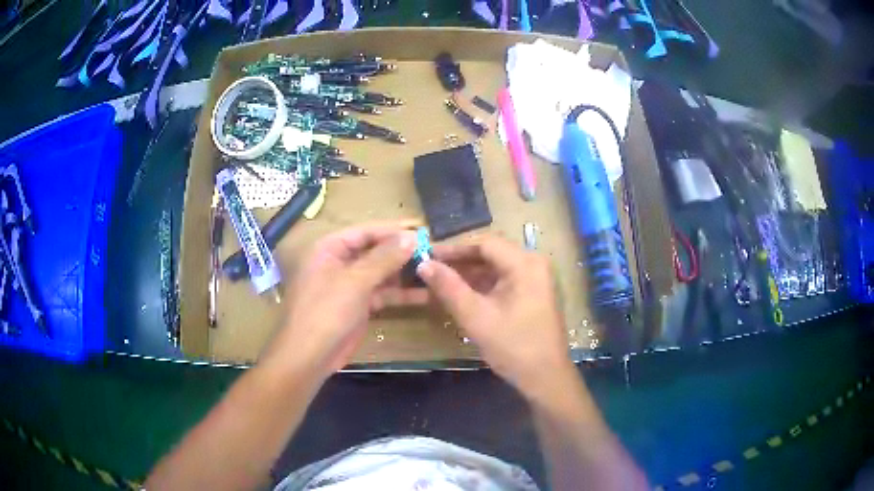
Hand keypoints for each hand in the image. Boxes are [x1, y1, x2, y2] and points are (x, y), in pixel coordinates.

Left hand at [263, 221, 427, 379]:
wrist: (309, 356)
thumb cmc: (326, 311)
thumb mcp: (355, 281)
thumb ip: (384, 258)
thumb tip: (411, 237)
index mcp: (330, 249)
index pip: (365, 231)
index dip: (393, 229)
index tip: (422, 229)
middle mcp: (339, 263)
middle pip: (374, 251)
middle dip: (402, 252)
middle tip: (434, 250)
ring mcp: (349, 285)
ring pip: (381, 273)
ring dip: (404, 273)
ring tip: (435, 269)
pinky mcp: (358, 305)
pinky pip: (382, 294)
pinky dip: (401, 294)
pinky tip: (426, 293)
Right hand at [417, 235, 574, 399]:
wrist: (545, 378)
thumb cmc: (513, 346)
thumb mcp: (476, 317)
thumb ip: (448, 287)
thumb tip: (423, 264)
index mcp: (525, 263)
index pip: (484, 243)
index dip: (453, 248)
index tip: (427, 256)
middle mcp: (533, 264)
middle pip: (490, 254)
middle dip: (459, 262)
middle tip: (430, 270)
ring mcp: (535, 279)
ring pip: (495, 268)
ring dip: (468, 275)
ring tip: (439, 283)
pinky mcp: (533, 294)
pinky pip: (503, 281)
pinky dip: (481, 287)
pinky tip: (460, 295)